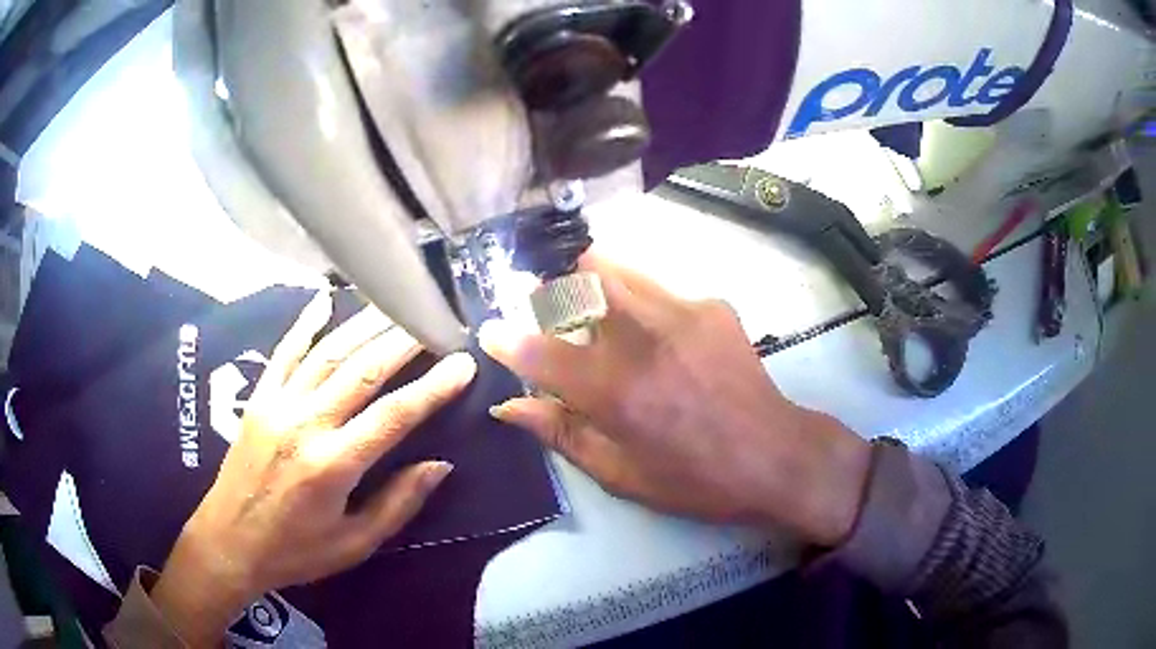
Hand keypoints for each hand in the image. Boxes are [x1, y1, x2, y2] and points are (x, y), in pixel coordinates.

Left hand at [151, 292, 476, 646]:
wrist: (229, 542)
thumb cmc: (296, 552)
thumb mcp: (354, 545)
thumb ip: (398, 504)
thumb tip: (439, 465)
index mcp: (333, 465)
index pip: (394, 416)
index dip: (433, 387)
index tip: (463, 362)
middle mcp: (305, 424)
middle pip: (362, 370)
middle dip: (403, 340)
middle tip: (434, 318)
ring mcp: (277, 405)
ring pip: (327, 353)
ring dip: (364, 325)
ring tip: (395, 303)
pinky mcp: (259, 399)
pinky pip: (284, 352)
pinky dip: (306, 323)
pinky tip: (325, 299)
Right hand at [481, 255, 870, 546]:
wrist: (775, 454)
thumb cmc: (696, 479)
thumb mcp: (621, 475)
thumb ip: (562, 433)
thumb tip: (510, 407)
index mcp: (620, 393)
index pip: (543, 352)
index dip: (508, 339)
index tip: (491, 331)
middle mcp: (647, 340)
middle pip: (584, 277)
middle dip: (554, 285)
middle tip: (547, 306)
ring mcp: (685, 312)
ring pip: (620, 269)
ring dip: (594, 283)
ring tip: (595, 312)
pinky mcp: (713, 305)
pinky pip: (657, 288)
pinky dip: (637, 301)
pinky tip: (653, 335)